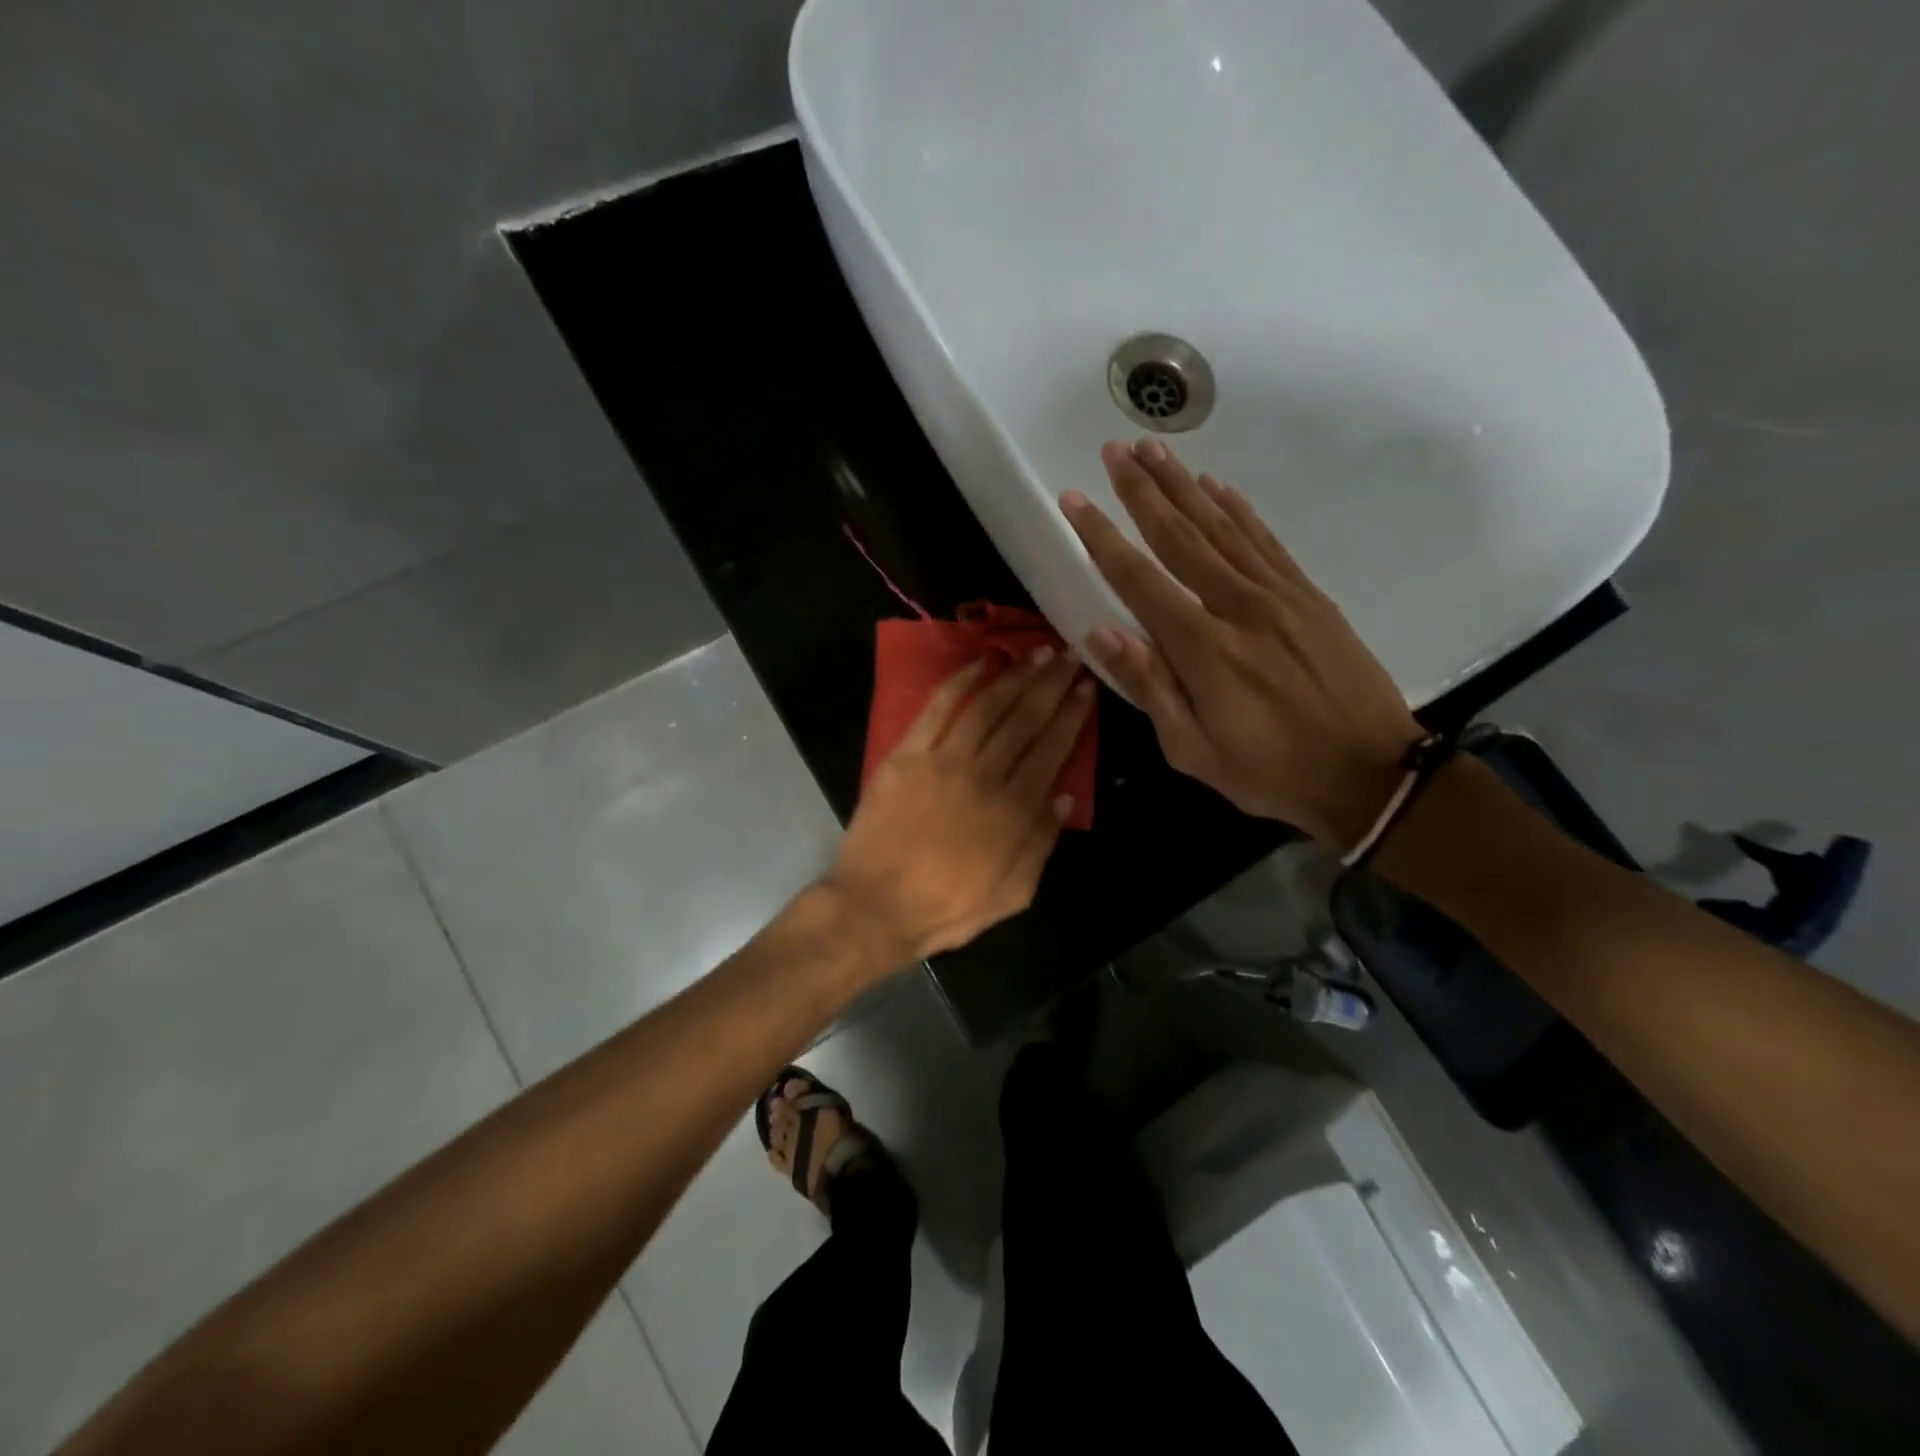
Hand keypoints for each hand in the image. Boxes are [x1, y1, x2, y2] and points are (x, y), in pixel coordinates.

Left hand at [825, 648, 1094, 964]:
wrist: (876, 908)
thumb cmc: (947, 907)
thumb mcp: (1013, 893)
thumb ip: (1042, 842)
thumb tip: (1064, 795)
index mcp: (1014, 810)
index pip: (1052, 749)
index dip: (1072, 715)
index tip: (1087, 687)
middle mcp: (984, 775)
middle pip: (1025, 719)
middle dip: (1052, 683)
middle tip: (1070, 656)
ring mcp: (942, 761)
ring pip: (988, 706)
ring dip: (1016, 675)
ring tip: (1037, 652)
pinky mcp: (906, 755)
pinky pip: (937, 709)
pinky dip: (960, 681)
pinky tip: (981, 662)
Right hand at [1060, 439, 1421, 848]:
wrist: (1370, 773)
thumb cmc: (1271, 771)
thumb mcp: (1193, 751)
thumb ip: (1149, 687)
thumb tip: (1099, 632)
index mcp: (1202, 648)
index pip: (1138, 578)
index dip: (1102, 536)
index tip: (1074, 499)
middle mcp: (1237, 606)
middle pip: (1180, 536)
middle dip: (1142, 491)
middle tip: (1114, 449)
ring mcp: (1279, 595)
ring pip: (1222, 526)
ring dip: (1184, 486)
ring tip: (1154, 449)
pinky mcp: (1309, 596)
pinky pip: (1266, 540)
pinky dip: (1240, 508)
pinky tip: (1219, 485)